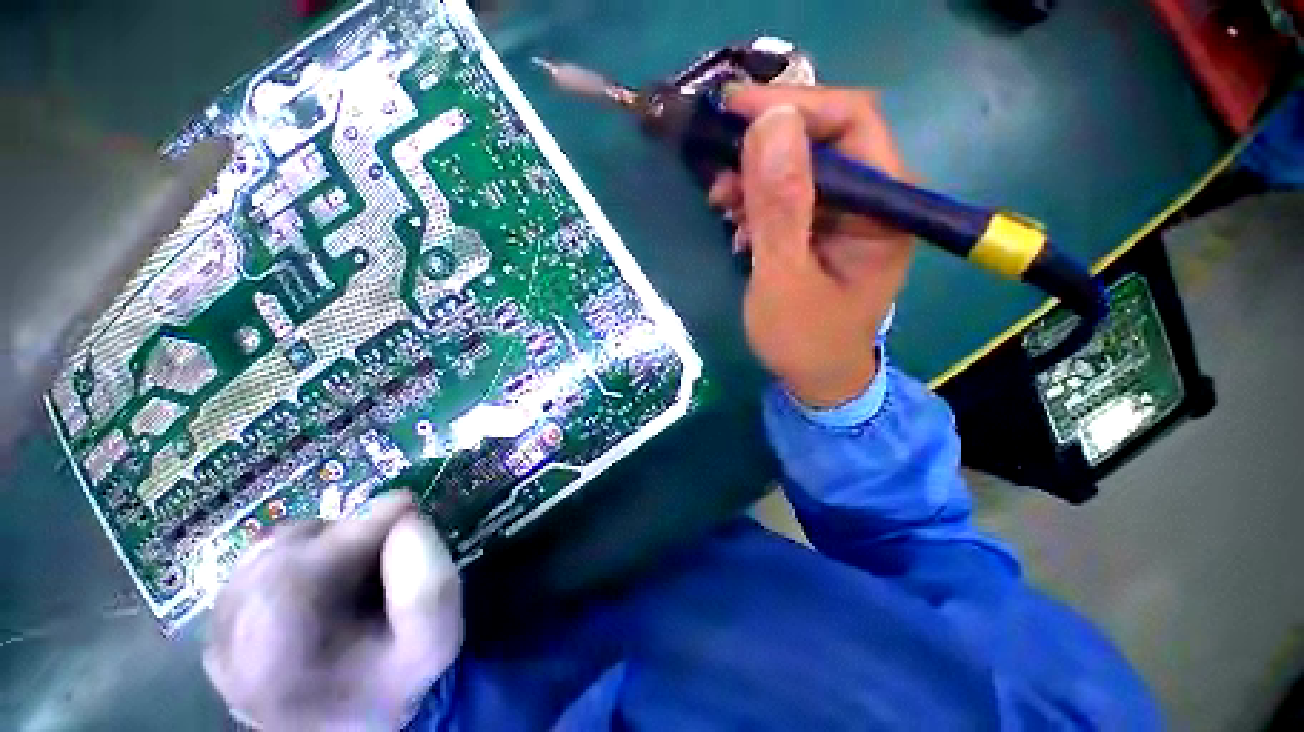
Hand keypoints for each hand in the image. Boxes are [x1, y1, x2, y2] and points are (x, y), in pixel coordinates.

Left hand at [203, 491, 461, 730]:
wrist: (358, 720)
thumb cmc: (397, 680)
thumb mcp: (434, 642)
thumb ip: (430, 588)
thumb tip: (407, 520)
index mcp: (272, 672)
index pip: (288, 583)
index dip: (350, 535)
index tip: (406, 505)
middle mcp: (227, 654)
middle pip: (274, 560)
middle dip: (343, 535)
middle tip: (391, 532)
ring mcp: (216, 638)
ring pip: (265, 552)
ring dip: (325, 540)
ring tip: (363, 558)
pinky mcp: (220, 625)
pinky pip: (258, 561)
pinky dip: (304, 550)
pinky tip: (332, 571)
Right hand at [708, 86, 913, 407]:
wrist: (817, 379)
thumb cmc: (804, 340)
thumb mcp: (784, 279)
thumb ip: (781, 207)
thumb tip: (771, 121)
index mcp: (884, 208)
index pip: (851, 122)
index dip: (793, 106)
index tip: (734, 111)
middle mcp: (873, 200)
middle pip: (823, 139)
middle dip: (765, 146)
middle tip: (719, 171)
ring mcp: (847, 214)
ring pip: (800, 166)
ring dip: (755, 176)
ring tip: (722, 203)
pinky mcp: (824, 229)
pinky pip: (790, 196)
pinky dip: (758, 201)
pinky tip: (737, 225)